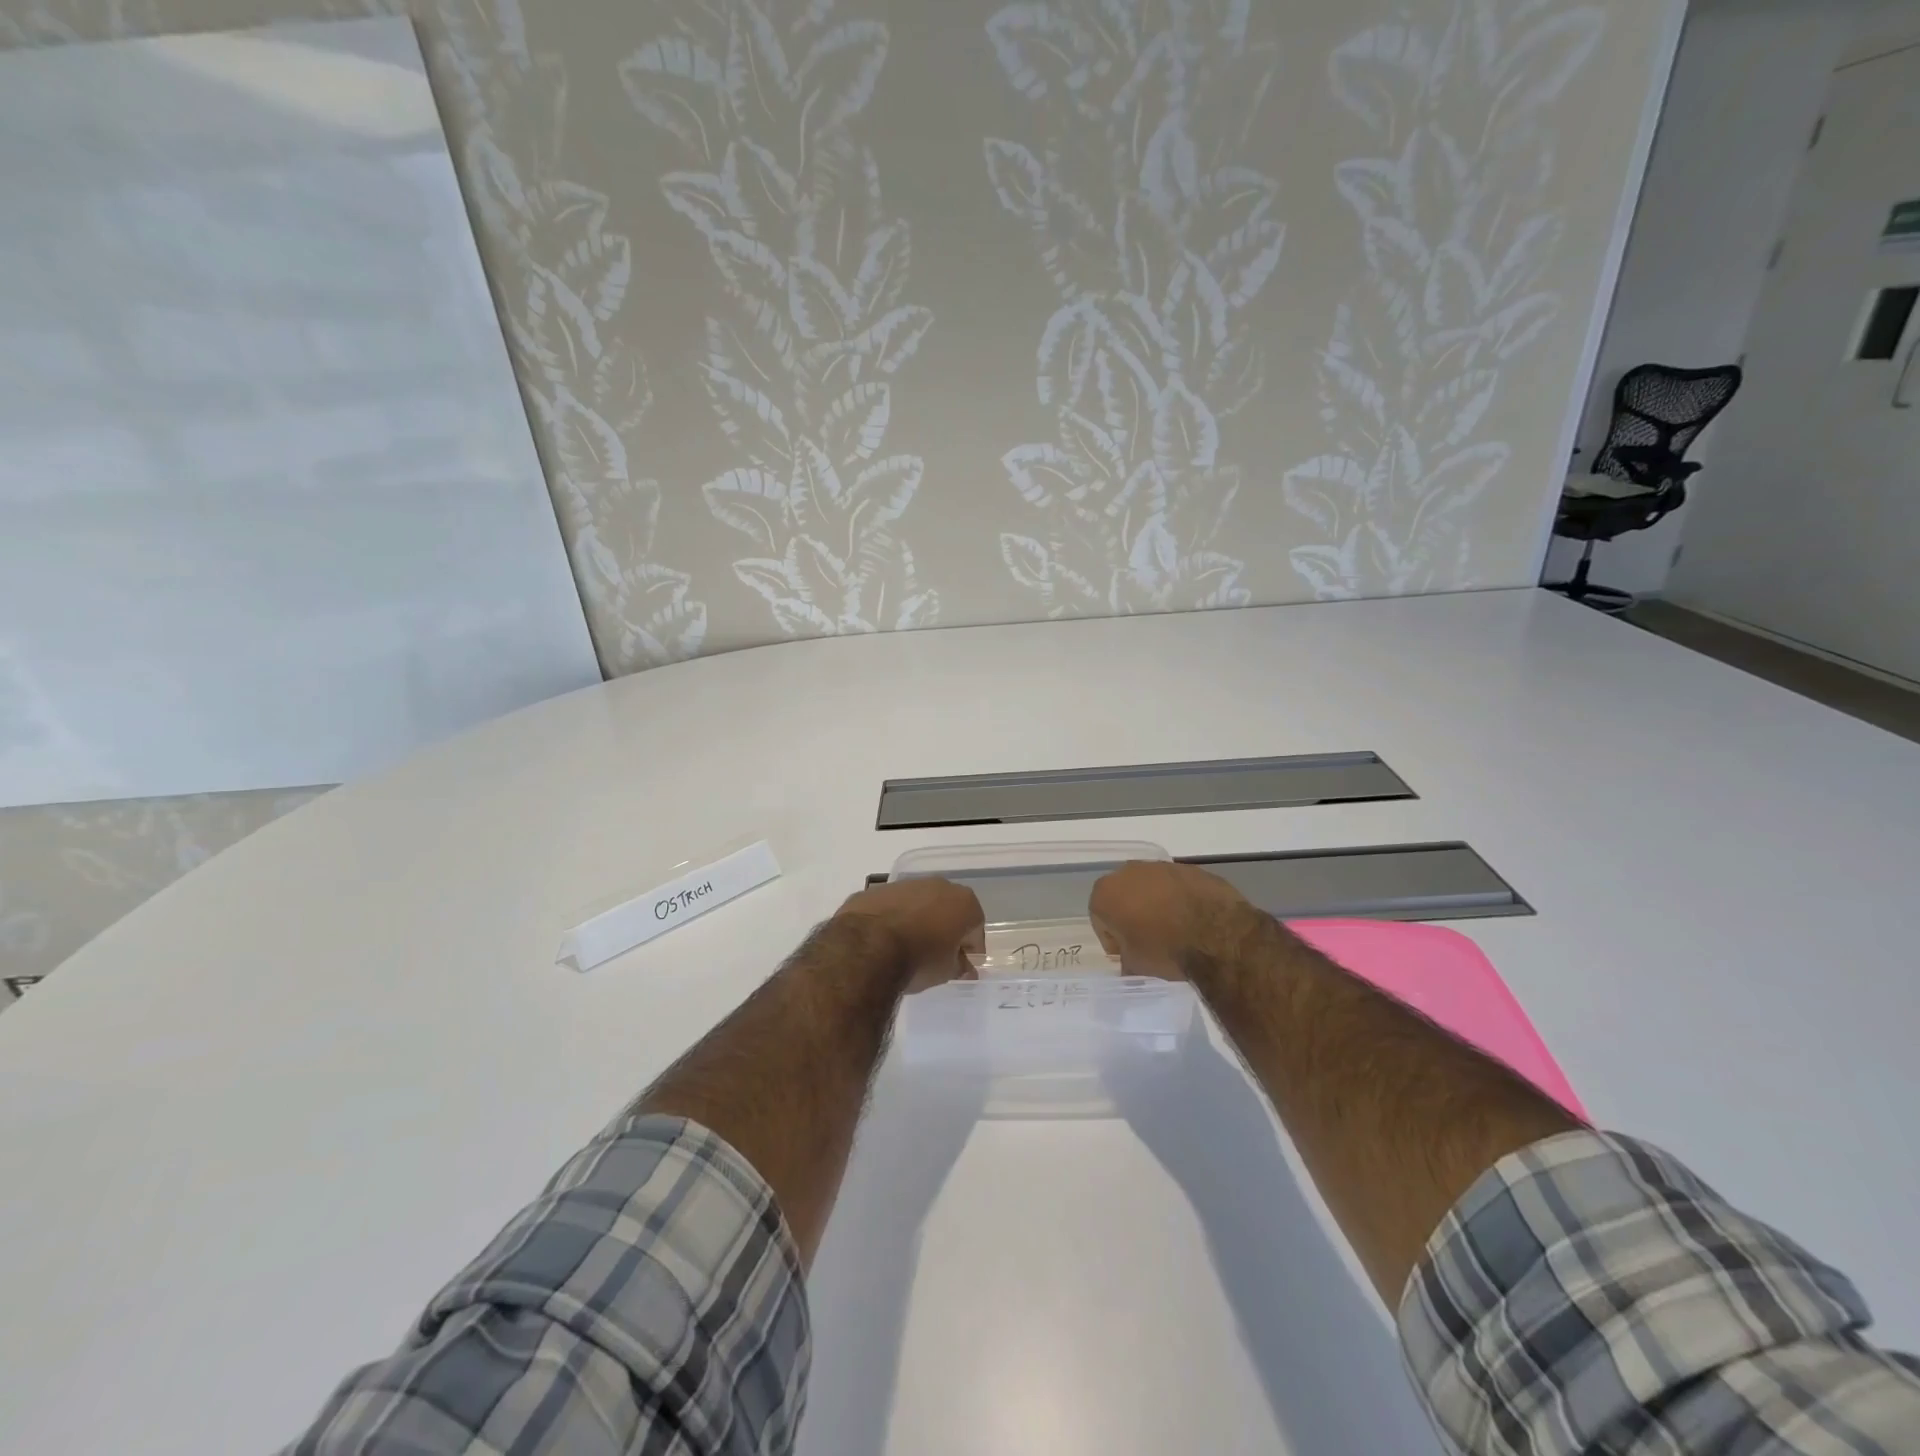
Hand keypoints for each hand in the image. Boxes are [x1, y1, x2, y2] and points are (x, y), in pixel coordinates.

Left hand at [834, 878, 985, 993]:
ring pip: (920, 903)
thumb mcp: (946, 971)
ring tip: (908, 947)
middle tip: (937, 955)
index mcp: (963, 902)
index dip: (970, 949)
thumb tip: (965, 967)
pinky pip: (893, 906)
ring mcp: (906, 884)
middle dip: (946, 929)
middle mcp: (938, 885)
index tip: (962, 965)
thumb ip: (960, 966)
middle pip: (948, 909)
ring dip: (919, 920)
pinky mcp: (878, 889)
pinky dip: (893, 918)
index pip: (975, 928)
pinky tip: (884, 940)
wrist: (867, 946)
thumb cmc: (919, 959)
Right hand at [1089, 861, 1261, 980]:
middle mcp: (1128, 872)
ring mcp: (1160, 866)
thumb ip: (1126, 961)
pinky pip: (1176, 886)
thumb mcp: (1136, 966)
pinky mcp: (1189, 868)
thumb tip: (1130, 963)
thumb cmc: (1165, 949)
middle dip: (1132, 915)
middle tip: (1149, 940)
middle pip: (1123, 896)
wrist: (1217, 934)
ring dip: (1156, 904)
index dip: (1113, 939)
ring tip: (1174, 930)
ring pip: (1150, 887)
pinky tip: (1194, 920)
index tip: (1128, 954)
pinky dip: (1180, 899)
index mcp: (1106, 893)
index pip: (1100, 918)